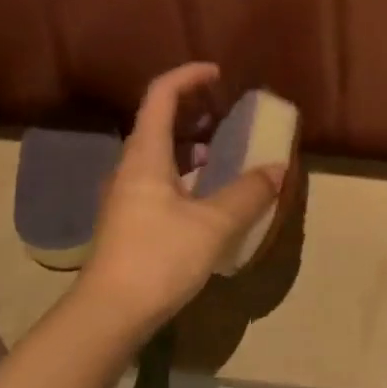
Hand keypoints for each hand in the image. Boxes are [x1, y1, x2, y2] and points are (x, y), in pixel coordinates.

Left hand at [72, 64, 285, 341]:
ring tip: (224, 151)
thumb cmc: (159, 257)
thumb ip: (248, 193)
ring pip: (160, 153)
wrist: (109, 314)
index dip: (189, 76)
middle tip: (227, 112)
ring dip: (191, 143)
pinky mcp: (131, 220)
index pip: (161, 95)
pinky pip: (161, 179)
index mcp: (145, 156)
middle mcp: (131, 168)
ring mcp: (128, 195)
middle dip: (194, 109)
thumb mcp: (214, 224)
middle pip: (159, 121)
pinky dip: (187, 172)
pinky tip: (209, 194)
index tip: (219, 74)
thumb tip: (277, 169)